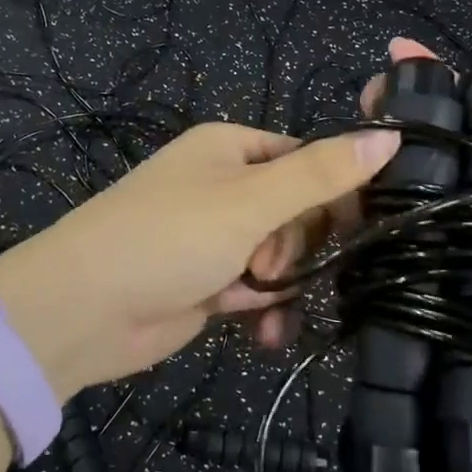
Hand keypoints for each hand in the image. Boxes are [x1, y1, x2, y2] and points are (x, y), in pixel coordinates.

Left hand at [0, 121, 400, 400]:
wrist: (82, 310)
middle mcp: (223, 186)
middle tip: (273, 261)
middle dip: (297, 245)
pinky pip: (254, 290)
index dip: (334, 192)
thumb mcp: (251, 201)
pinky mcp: (206, 283)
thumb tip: (389, 137)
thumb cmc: (169, 236)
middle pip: (297, 211)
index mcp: (231, 148)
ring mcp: (214, 237)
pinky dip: (263, 310)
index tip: (356, 227)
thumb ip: (321, 174)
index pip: (306, 159)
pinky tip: (263, 333)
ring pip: (279, 255)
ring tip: (261, 300)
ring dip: (283, 283)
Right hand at [368, 30, 471, 433]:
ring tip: (336, 153)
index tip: (393, 56)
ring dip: (367, 171)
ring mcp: (446, 248)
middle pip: (424, 150)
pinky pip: (388, 253)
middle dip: (389, 121)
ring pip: (397, 198)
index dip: (432, 80)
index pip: (465, 112)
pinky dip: (362, 230)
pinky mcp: (424, 291)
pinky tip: (337, 209)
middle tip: (358, 106)